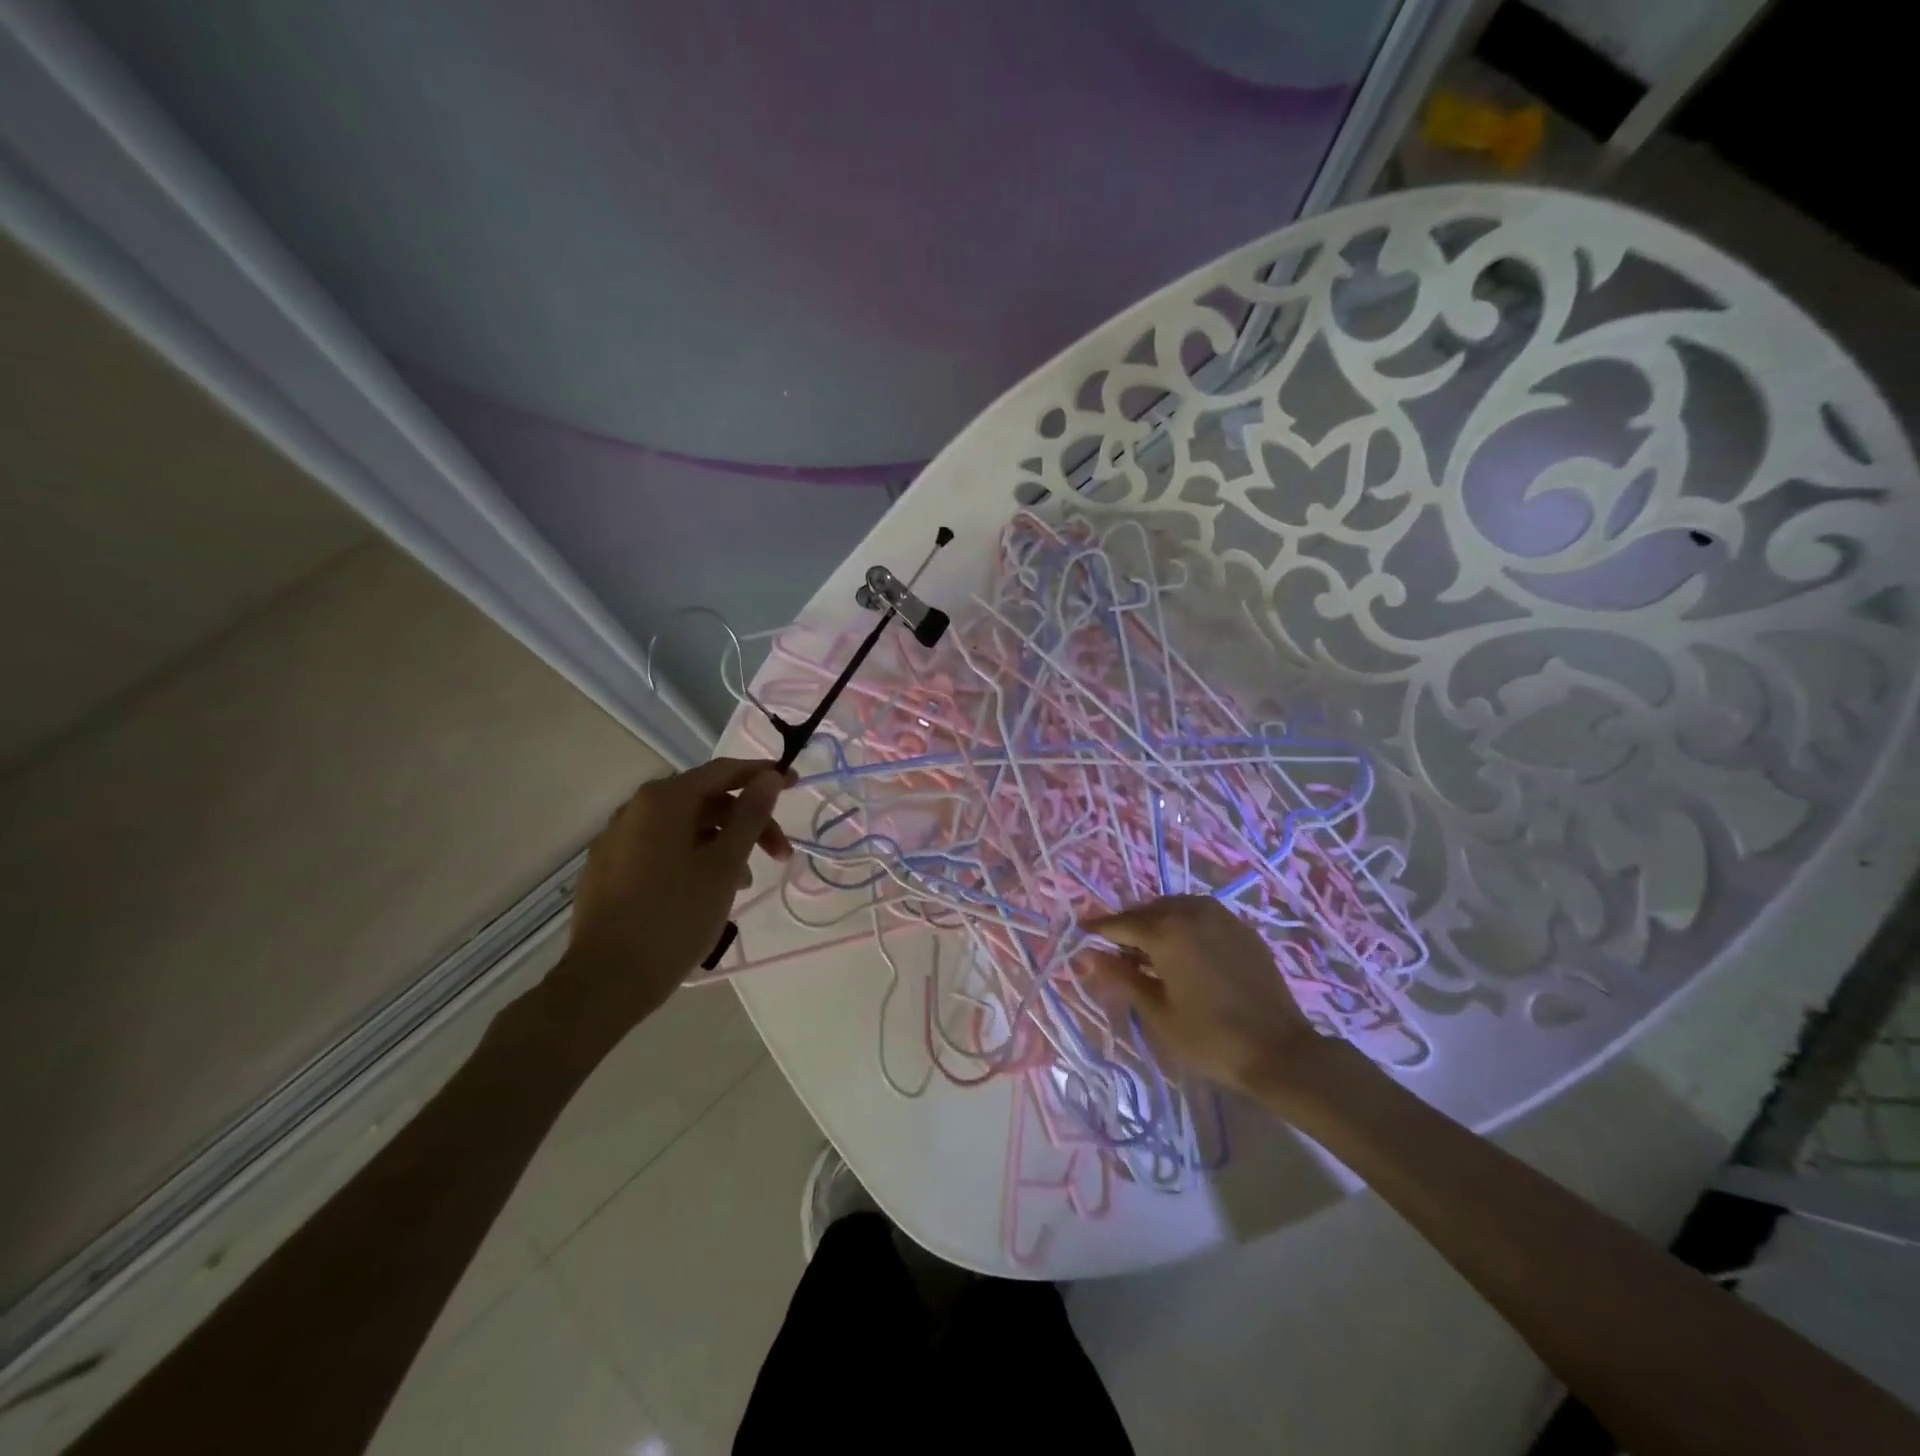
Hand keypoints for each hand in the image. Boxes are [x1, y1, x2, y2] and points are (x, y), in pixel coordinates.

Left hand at [547, 758, 793, 1046]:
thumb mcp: (725, 865)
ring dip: (723, 844)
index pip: (723, 771)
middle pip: (705, 801)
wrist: (606, 981)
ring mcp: (617, 839)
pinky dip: (694, 858)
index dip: (763, 776)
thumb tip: (768, 776)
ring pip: (685, 828)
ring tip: (744, 884)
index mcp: (663, 800)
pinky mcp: (608, 869)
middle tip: (780, 854)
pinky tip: (708, 891)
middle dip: (748, 822)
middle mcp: (635, 809)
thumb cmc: (675, 917)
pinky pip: (662, 848)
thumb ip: (751, 815)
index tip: (796, 785)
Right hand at [1081, 895, 1332, 1097]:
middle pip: (1148, 911)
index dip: (1098, 929)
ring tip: (1149, 951)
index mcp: (1166, 931)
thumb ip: (1121, 978)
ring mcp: (1221, 917)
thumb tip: (1089, 956)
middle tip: (1115, 950)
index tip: (1081, 931)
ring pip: (1176, 908)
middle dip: (1129, 926)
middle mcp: (1191, 912)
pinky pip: (1201, 916)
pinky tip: (1184, 950)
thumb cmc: (1210, 1038)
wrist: (1280, 1052)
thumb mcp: (1157, 1012)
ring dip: (1157, 923)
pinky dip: (1184, 925)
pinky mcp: (1242, 929)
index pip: (1121, 923)